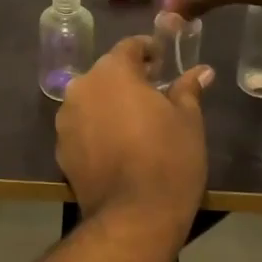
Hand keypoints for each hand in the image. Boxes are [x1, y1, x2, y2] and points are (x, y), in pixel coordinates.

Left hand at [55, 38, 211, 231]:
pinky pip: (82, 127)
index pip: (129, 46)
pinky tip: (117, 147)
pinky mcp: (60, 148)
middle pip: (106, 73)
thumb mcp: (188, 120)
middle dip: (128, 79)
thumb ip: (188, 89)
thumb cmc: (168, 159)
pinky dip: (97, 129)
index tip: (163, 62)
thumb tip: (200, 71)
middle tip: (154, 94)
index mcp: (112, 72)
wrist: (134, 216)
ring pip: (91, 100)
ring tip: (135, 123)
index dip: (148, 50)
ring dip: (110, 104)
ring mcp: (66, 118)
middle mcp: (82, 87)